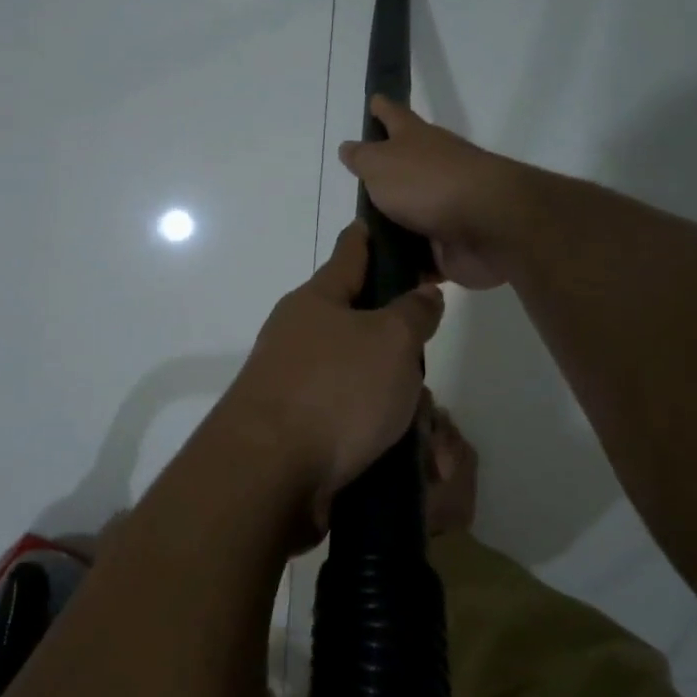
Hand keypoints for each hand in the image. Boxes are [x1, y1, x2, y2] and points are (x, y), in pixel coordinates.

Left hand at [221, 223, 443, 532]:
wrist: (269, 474)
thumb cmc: (334, 390)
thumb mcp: (391, 341)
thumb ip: (413, 312)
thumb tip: (421, 294)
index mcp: (318, 299)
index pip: (352, 250)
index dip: (375, 235)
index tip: (393, 223)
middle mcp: (301, 334)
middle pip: (362, 323)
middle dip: (399, 343)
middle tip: (427, 360)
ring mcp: (296, 381)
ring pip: (363, 377)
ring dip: (395, 397)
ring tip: (426, 426)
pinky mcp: (299, 427)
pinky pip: (352, 418)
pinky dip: (379, 430)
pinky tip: (405, 452)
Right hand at [337, 97, 531, 288]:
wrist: (488, 226)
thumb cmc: (427, 183)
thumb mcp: (380, 164)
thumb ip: (362, 158)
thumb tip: (348, 148)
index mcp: (416, 141)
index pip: (394, 116)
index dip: (382, 109)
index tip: (374, 99)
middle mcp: (433, 170)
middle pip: (403, 170)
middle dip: (383, 178)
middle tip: (355, 190)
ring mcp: (445, 209)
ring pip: (410, 217)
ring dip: (391, 229)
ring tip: (357, 244)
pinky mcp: (450, 245)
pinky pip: (420, 257)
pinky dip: (406, 265)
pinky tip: (380, 274)